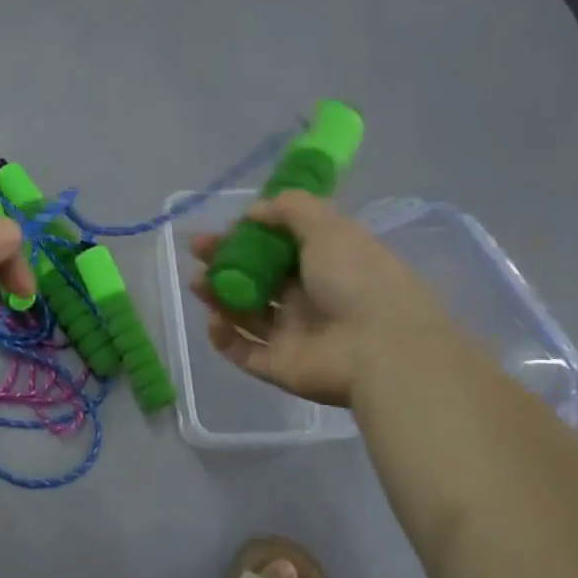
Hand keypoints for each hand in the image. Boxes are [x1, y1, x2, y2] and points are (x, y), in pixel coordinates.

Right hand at [191, 191, 455, 407]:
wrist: (380, 349)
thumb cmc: (356, 279)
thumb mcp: (328, 227)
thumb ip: (290, 209)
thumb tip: (253, 211)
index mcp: (326, 265)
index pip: (280, 247)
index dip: (250, 236)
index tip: (224, 228)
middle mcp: (310, 299)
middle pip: (258, 279)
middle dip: (225, 263)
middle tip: (197, 251)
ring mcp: (294, 335)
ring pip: (246, 314)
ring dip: (219, 296)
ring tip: (197, 282)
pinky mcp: (279, 367)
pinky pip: (244, 352)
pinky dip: (225, 338)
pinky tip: (214, 321)